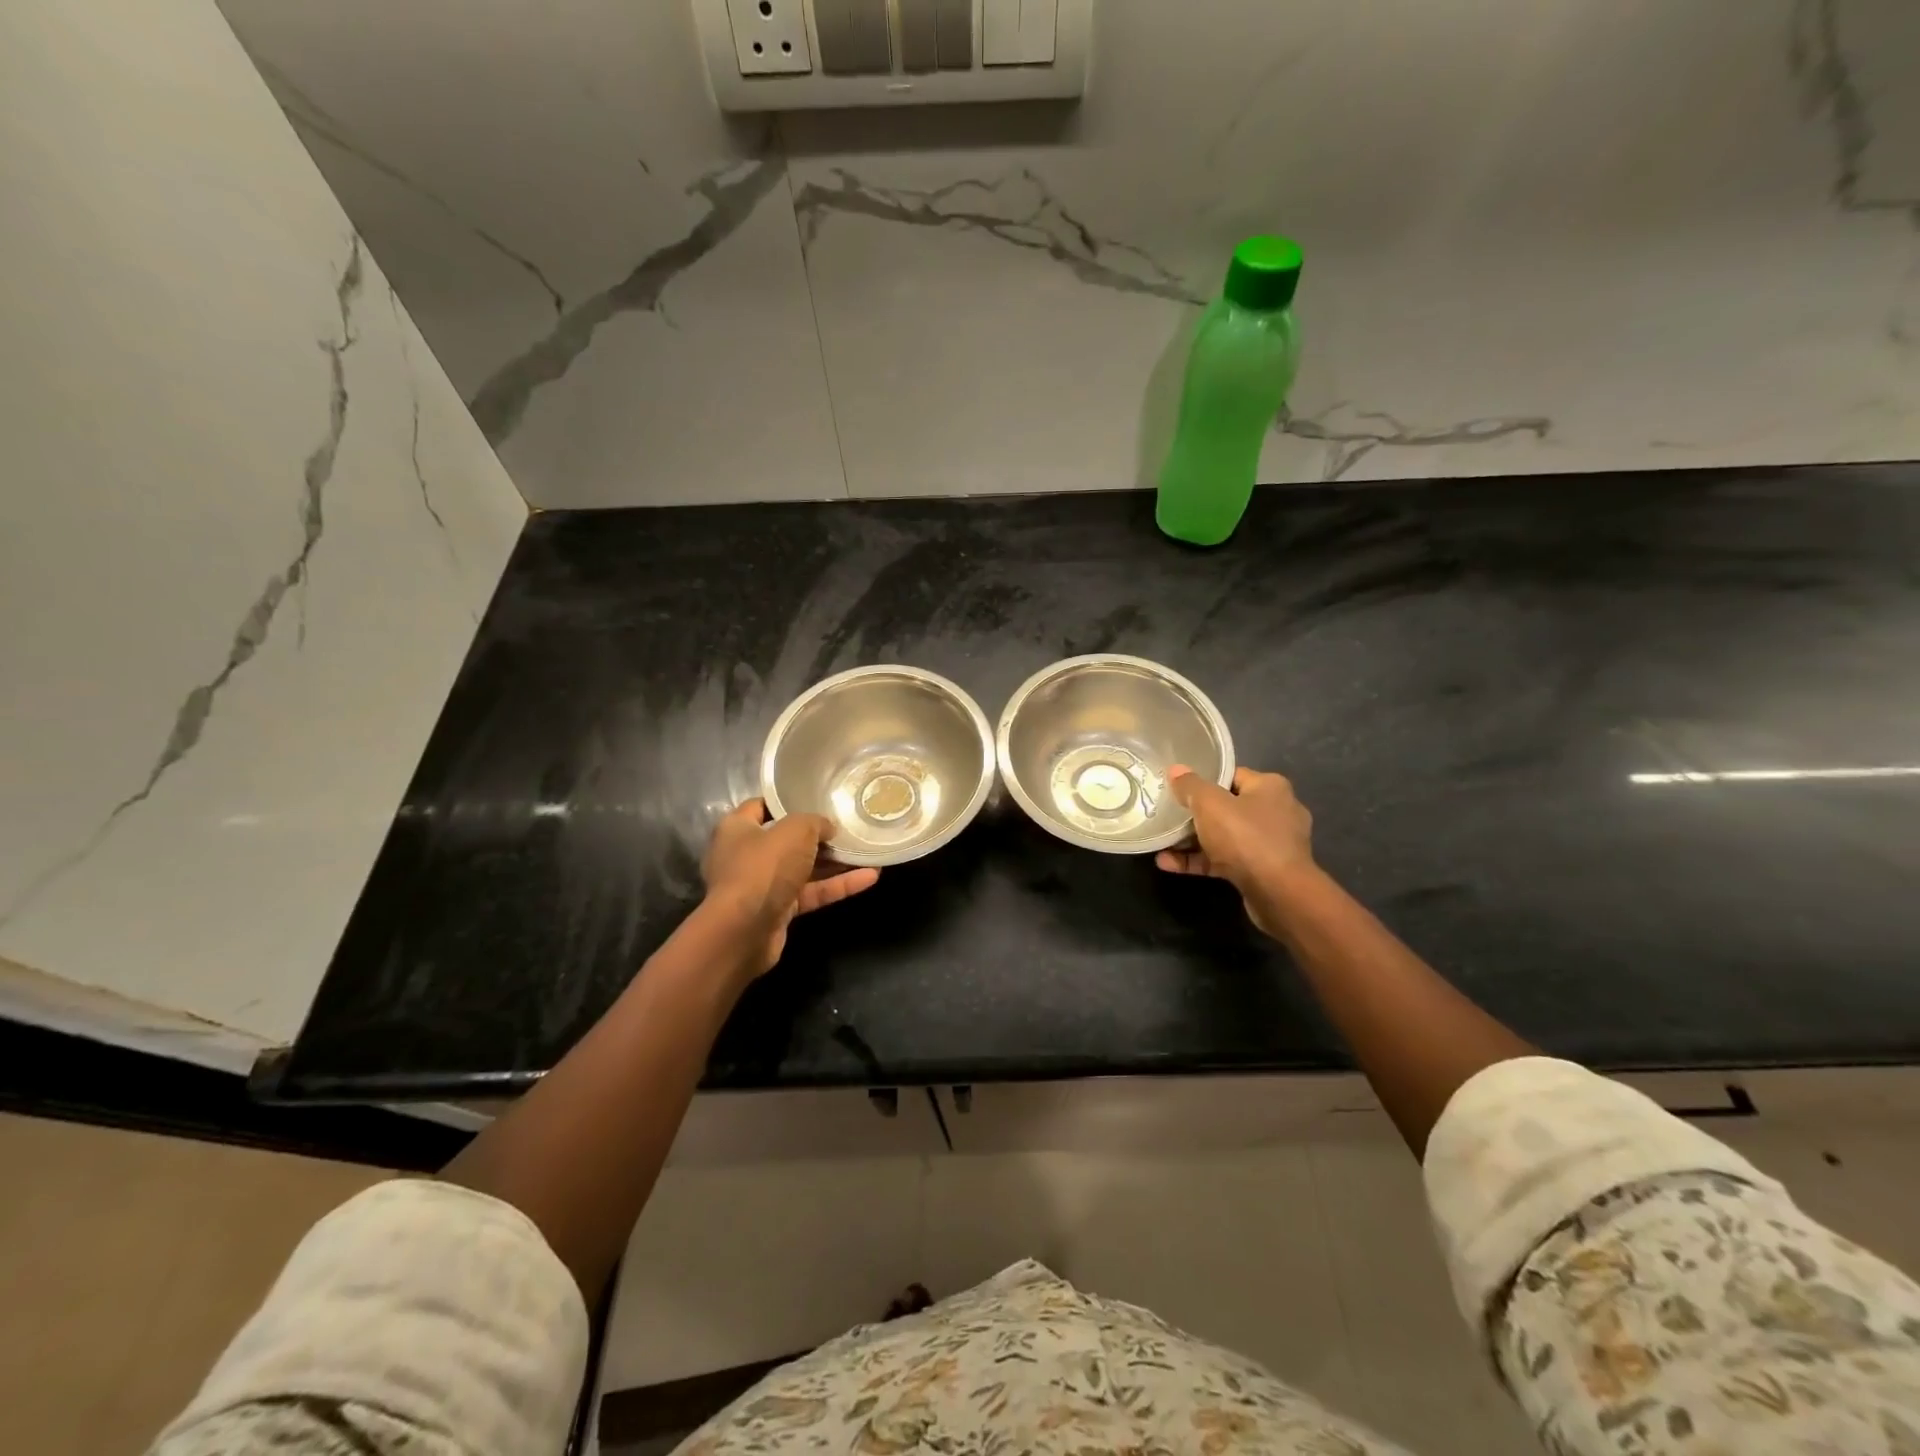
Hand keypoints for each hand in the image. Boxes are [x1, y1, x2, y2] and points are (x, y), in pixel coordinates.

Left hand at [702, 800, 879, 976]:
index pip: (761, 806)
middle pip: (787, 839)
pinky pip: (812, 892)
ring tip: (867, 850)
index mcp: (738, 828)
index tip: (817, 796)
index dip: (787, 800)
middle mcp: (746, 855)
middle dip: (818, 835)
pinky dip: (838, 885)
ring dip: (835, 862)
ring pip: (804, 868)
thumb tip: (828, 828)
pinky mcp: (778, 910)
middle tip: (849, 825)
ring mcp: (762, 885)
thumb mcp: (795, 830)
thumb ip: (816, 822)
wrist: (744, 931)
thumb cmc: (763, 867)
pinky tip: (870, 877)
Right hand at [1155, 766, 1315, 939]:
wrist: (1278, 893)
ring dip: (1193, 841)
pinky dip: (1201, 861)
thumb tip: (1175, 770)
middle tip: (1169, 815)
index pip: (1232, 776)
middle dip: (1196, 814)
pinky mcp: (1265, 871)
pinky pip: (1227, 860)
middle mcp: (1277, 812)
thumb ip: (1190, 786)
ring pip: (1225, 837)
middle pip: (1227, 807)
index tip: (1179, 788)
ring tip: (1162, 844)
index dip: (1204, 780)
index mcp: (1270, 787)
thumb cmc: (1245, 837)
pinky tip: (1169, 864)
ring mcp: (1272, 844)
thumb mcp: (1209, 804)